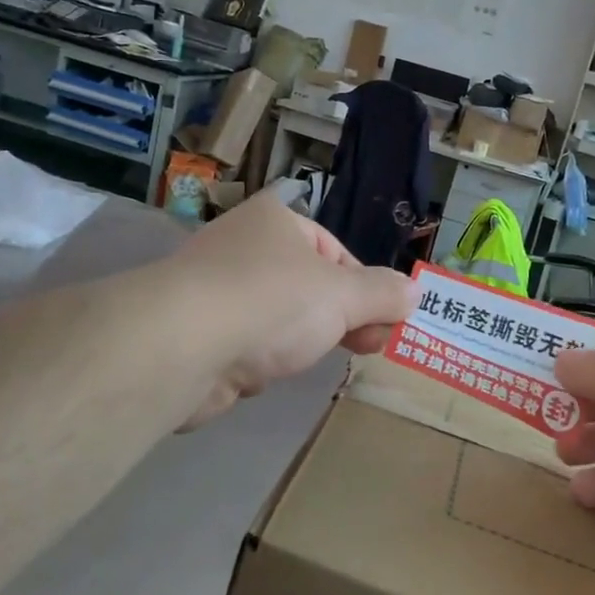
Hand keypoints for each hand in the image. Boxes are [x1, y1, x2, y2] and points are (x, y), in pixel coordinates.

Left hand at [165, 194, 418, 428]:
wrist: (180, 346)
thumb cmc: (272, 302)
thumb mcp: (343, 295)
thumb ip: (382, 294)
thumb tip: (414, 291)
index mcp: (275, 220)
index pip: (335, 251)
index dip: (365, 287)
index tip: (385, 323)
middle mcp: (242, 246)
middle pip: (309, 285)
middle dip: (341, 318)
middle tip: (368, 346)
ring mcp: (215, 289)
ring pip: (279, 317)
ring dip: (301, 340)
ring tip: (312, 360)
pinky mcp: (196, 332)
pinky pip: (247, 344)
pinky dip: (262, 359)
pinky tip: (264, 373)